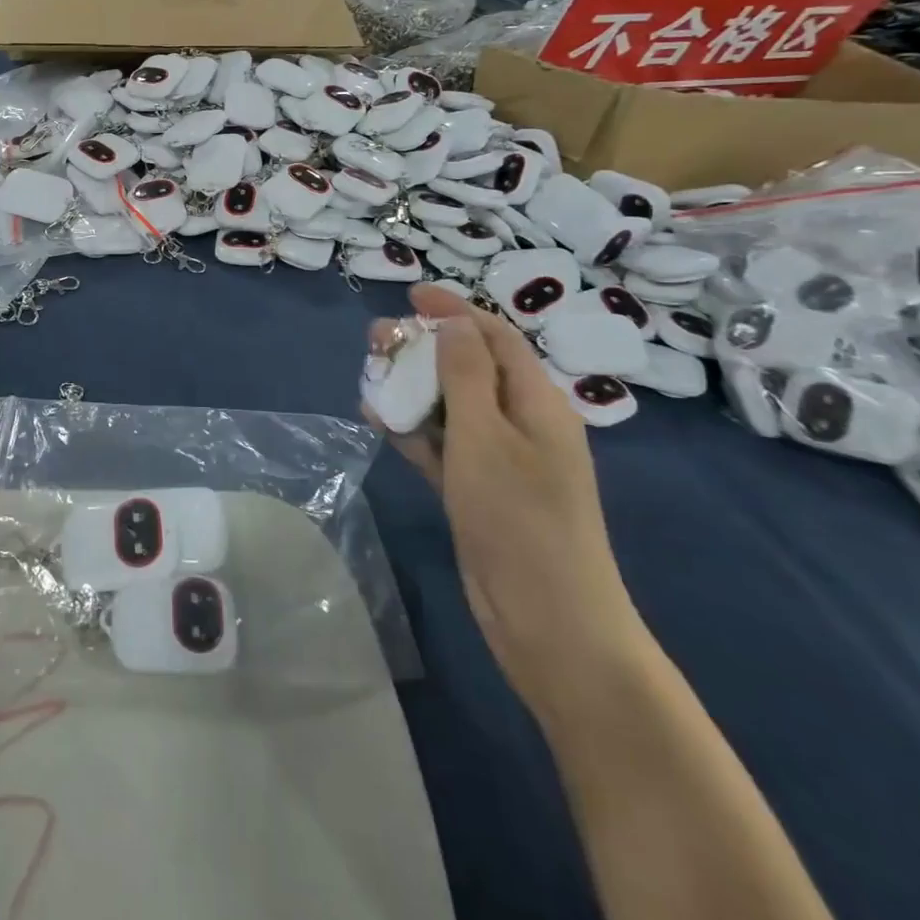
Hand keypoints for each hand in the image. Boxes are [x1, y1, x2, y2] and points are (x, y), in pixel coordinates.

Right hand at [377, 286, 649, 716]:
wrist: (549, 623)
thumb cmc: (519, 519)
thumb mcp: (485, 436)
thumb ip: (466, 374)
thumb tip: (454, 323)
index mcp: (538, 402)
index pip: (495, 336)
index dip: (454, 310)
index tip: (410, 296)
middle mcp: (522, 422)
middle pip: (470, 367)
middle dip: (425, 347)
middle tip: (377, 339)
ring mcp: (501, 459)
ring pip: (451, 405)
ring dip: (413, 387)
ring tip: (370, 375)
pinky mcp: (480, 489)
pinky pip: (443, 445)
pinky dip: (414, 429)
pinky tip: (378, 419)